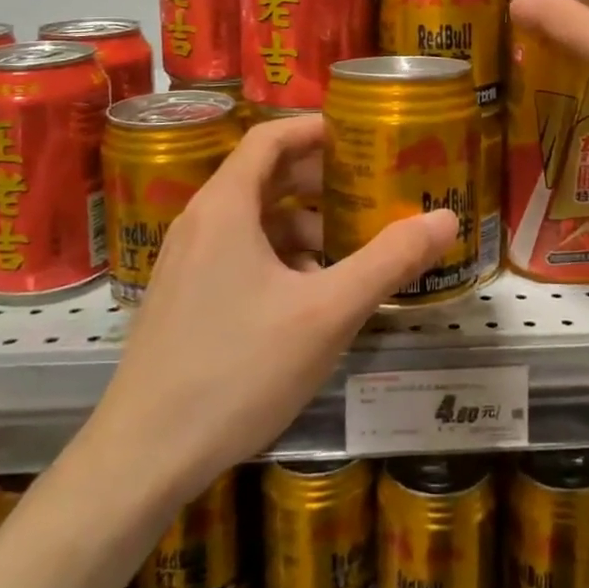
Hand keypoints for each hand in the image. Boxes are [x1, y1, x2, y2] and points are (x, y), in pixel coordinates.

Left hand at [80, 115, 453, 510]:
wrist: (141, 459)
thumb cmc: (237, 370)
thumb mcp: (327, 313)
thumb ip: (389, 261)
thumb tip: (447, 218)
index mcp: (225, 207)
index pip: (269, 138)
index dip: (316, 128)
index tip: (361, 135)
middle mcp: (200, 223)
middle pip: (264, 176)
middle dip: (319, 179)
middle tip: (369, 190)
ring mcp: (186, 264)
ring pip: (253, 221)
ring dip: (302, 222)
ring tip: (348, 246)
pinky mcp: (183, 300)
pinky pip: (239, 254)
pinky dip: (279, 256)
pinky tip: (310, 295)